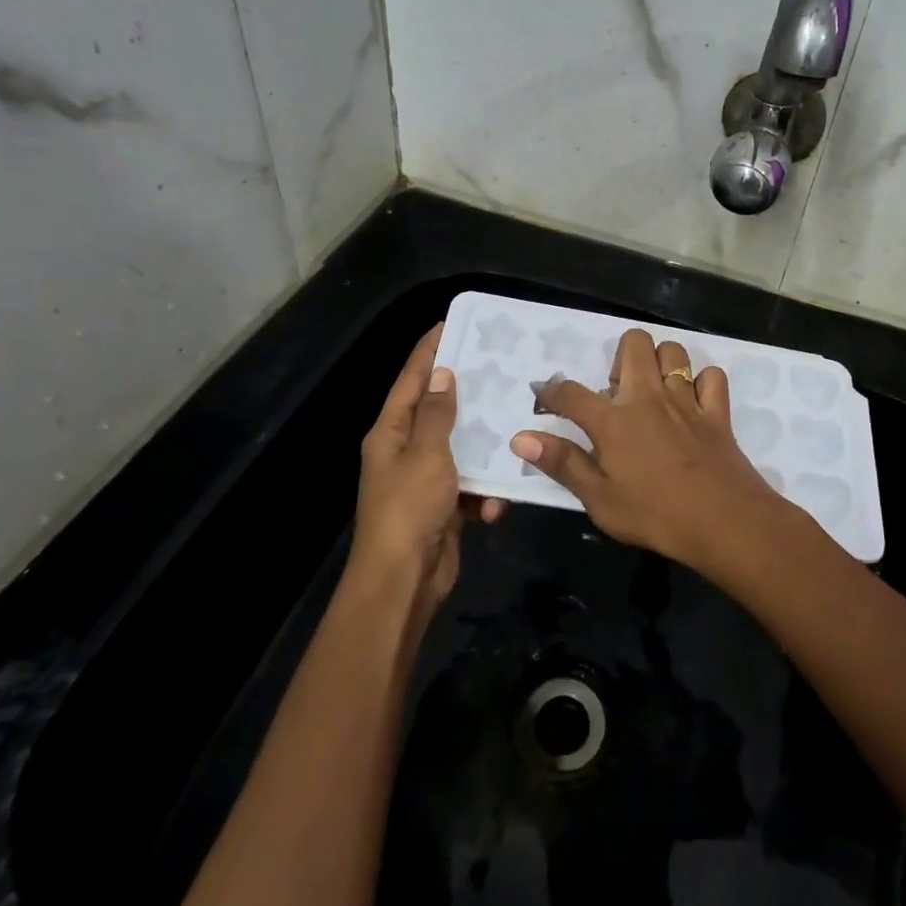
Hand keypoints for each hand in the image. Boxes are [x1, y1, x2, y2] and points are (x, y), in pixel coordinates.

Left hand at [351, 324, 504, 606]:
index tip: (451, 324)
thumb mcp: (425, 454)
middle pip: (437, 411)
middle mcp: (404, 451)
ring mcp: (425, 480)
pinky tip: (498, 502)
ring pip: (460, 448)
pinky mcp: (444, 507)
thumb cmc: (410, 508)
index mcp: (390, 433)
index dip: (428, 351)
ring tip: (515, 426)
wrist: (404, 581)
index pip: (410, 380)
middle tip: (498, 367)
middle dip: (466, 394)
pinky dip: (484, 493)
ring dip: (483, 447)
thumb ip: (436, 414)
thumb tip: (441, 374)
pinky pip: (470, 486)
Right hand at [512, 328, 787, 567]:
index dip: (552, 393)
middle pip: (633, 343)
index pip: (571, 393)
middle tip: (617, 393)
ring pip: (673, 352)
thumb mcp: (599, 499)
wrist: (725, 522)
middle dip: (619, 356)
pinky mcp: (717, 412)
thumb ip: (562, 463)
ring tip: (653, 392)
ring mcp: (686, 401)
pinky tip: (693, 403)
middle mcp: (648, 397)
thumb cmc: (655, 515)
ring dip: (660, 363)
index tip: (545, 399)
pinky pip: (711, 377)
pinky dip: (701, 383)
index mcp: (614, 420)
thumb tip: (521, 438)